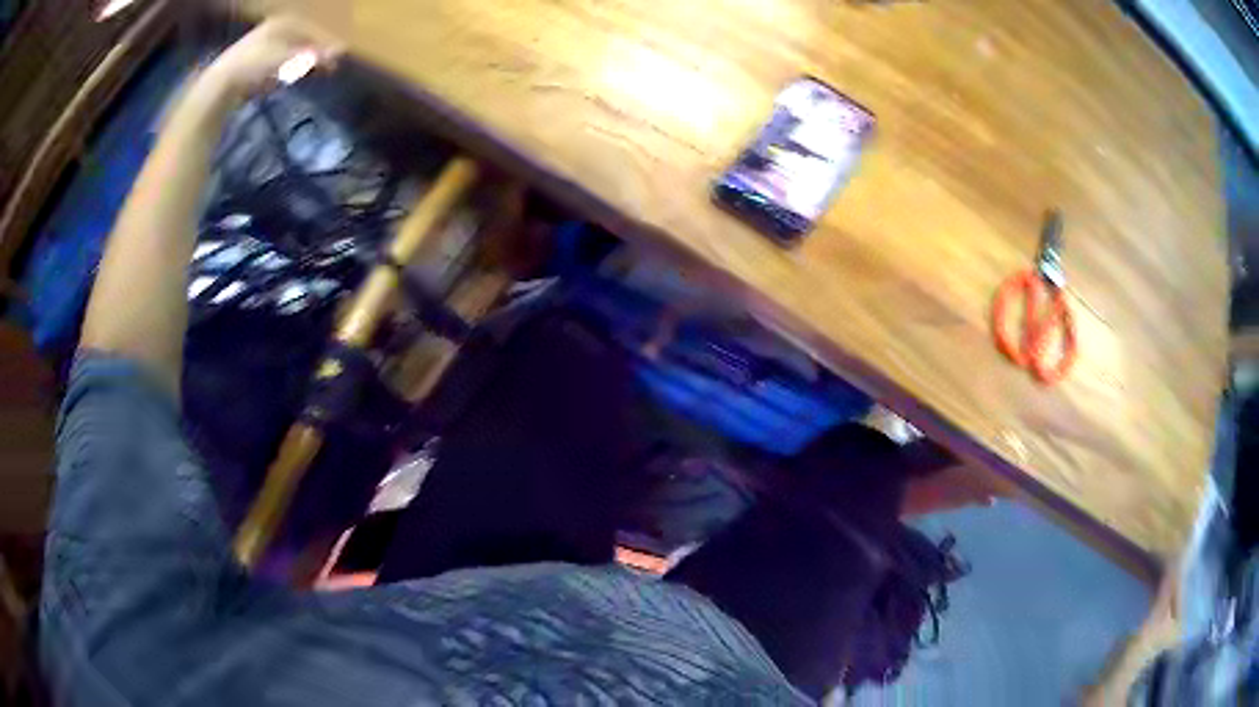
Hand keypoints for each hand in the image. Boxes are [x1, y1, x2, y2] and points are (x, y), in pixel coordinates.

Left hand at [198, 17, 343, 103]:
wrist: (219, 87)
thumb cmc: (254, 67)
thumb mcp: (287, 60)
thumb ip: (313, 56)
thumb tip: (342, 51)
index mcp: (283, 23)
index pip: (312, 31)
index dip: (325, 45)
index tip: (337, 59)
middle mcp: (272, 29)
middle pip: (300, 41)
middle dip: (312, 54)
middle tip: (326, 69)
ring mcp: (259, 46)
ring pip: (287, 53)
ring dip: (299, 63)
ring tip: (308, 75)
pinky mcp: (248, 64)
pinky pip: (273, 64)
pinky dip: (283, 71)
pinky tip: (284, 81)